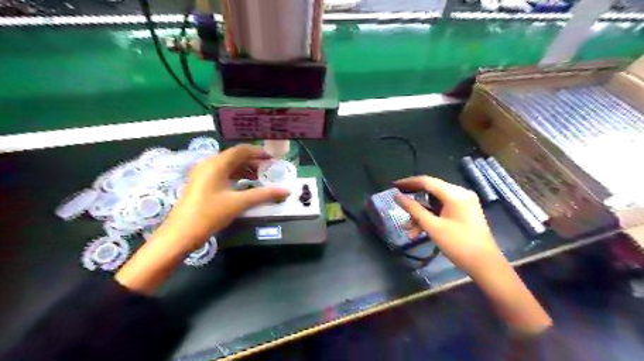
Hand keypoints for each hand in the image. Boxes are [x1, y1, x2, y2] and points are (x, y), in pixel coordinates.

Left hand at [117, 143, 288, 294]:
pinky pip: (221, 173)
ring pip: (228, 165)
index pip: (241, 150)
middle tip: (269, 170)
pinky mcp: (200, 183)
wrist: (180, 234)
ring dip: (245, 170)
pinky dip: (235, 176)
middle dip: (253, 162)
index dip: (259, 153)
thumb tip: (286, 191)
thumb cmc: (210, 214)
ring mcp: (202, 173)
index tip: (273, 160)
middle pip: (235, 157)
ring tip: (260, 178)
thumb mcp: (239, 203)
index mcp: (216, 164)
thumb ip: (264, 195)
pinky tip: (245, 186)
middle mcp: (208, 164)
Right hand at [395, 176, 549, 334]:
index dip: (408, 182)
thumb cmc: (458, 245)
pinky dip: (431, 217)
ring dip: (421, 215)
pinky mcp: (464, 211)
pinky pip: (442, 209)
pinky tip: (421, 231)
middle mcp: (460, 193)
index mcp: (455, 194)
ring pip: (435, 202)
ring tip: (410, 231)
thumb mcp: (432, 227)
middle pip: (431, 191)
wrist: (485, 265)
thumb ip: (413, 209)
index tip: (393, 186)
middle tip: (400, 209)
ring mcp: (464, 202)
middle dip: (414, 204)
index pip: (427, 181)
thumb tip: (396, 196)